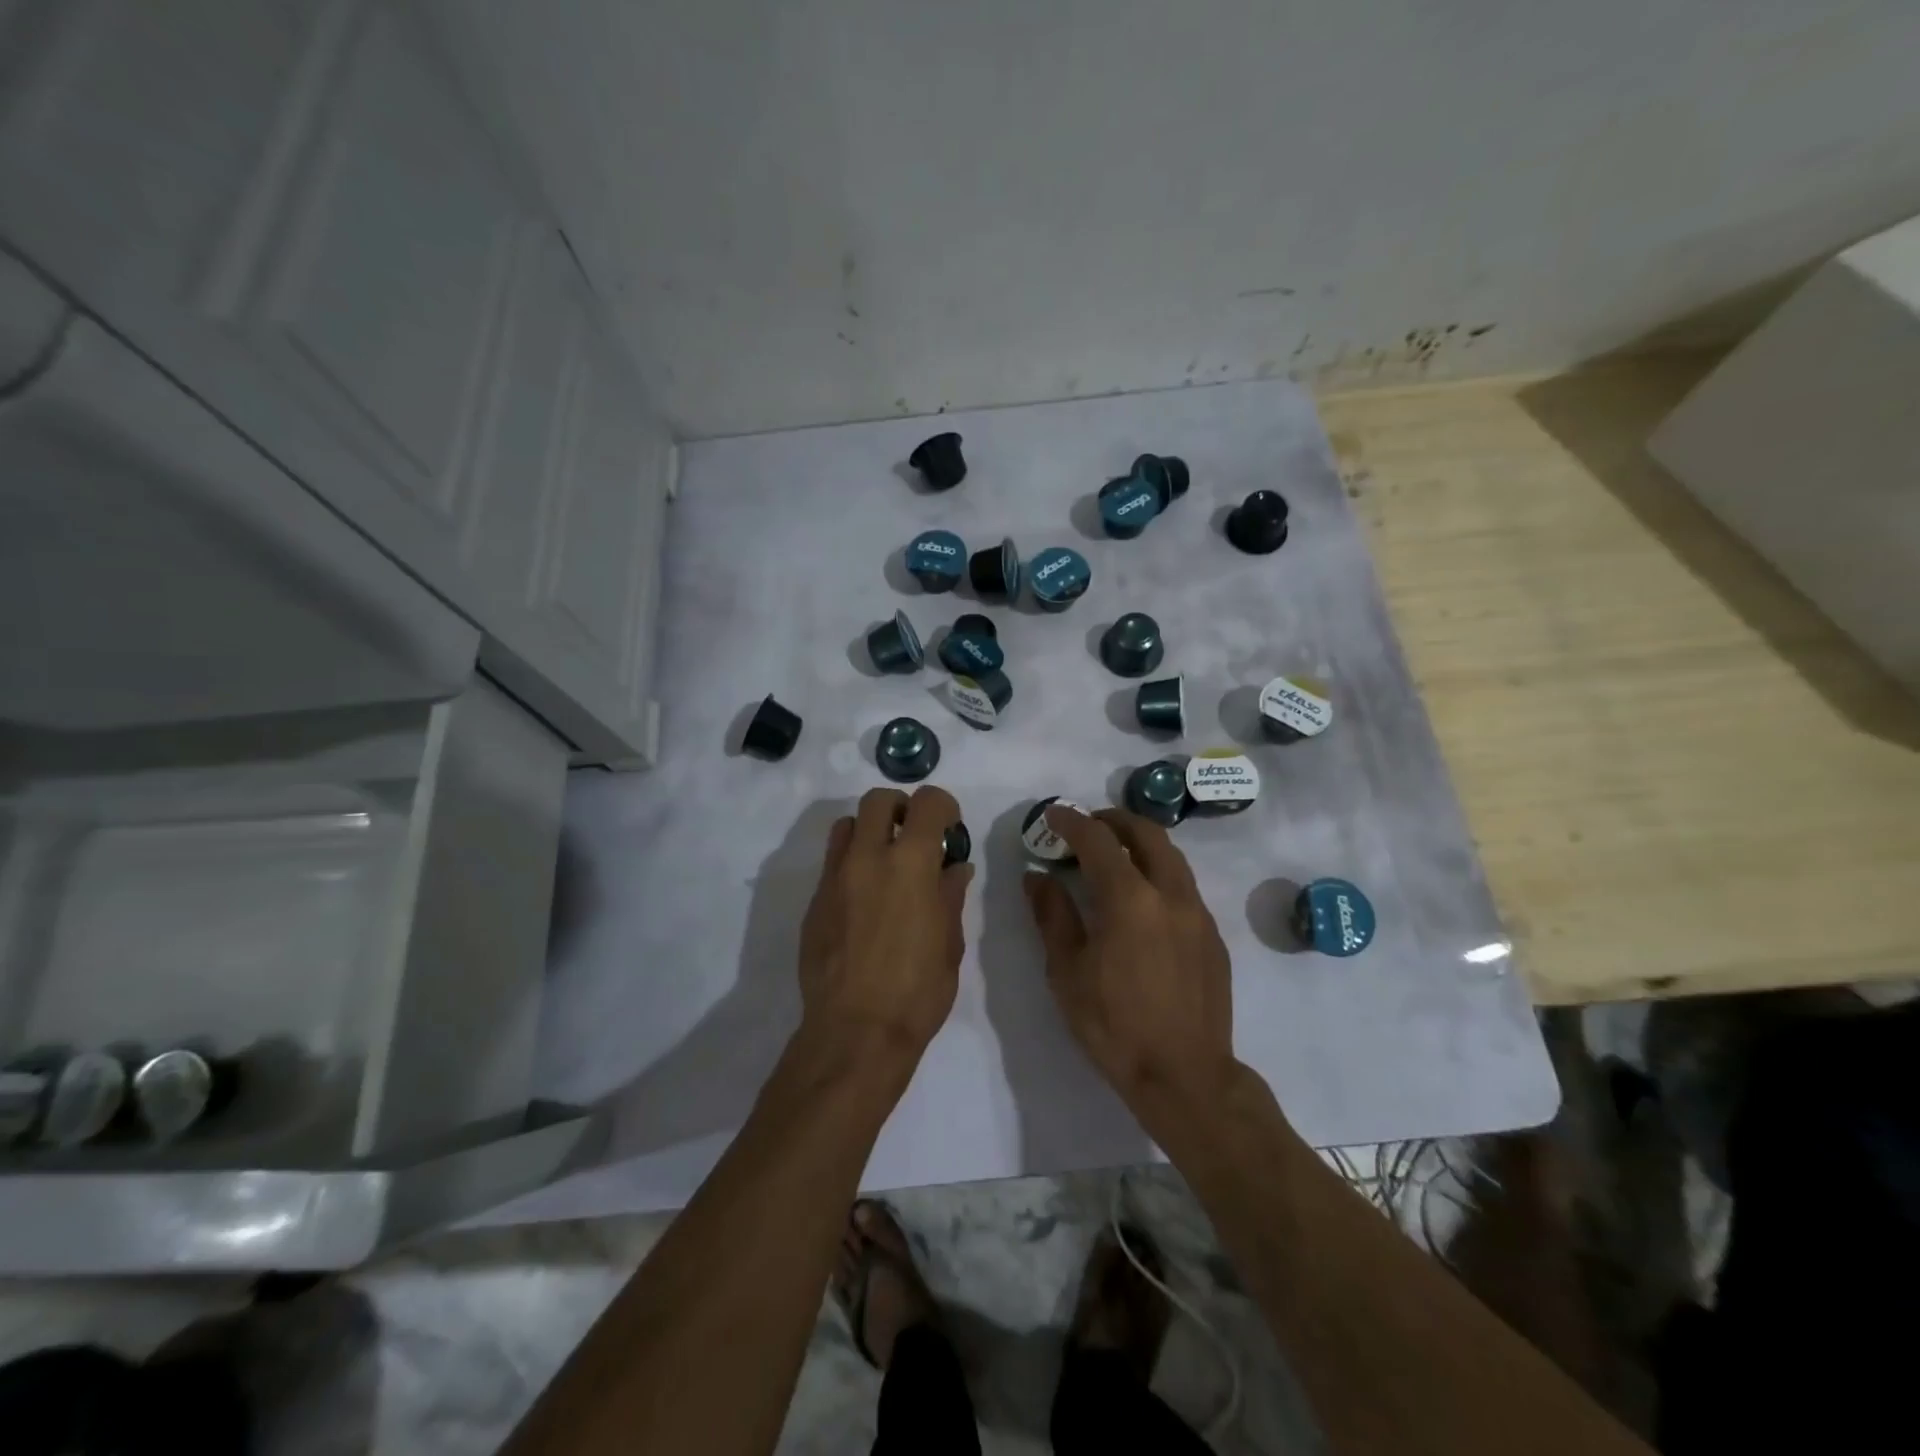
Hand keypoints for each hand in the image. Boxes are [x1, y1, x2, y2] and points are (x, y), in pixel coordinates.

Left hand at [798, 786, 972, 1060]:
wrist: (854, 1032)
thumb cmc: (917, 991)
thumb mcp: (950, 943)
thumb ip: (950, 896)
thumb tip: (955, 868)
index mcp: (911, 863)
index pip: (926, 803)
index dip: (943, 807)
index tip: (950, 828)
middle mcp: (868, 858)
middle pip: (878, 800)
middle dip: (901, 807)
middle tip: (915, 835)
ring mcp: (835, 878)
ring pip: (847, 825)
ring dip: (869, 831)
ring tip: (885, 862)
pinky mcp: (814, 901)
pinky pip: (832, 862)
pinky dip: (852, 863)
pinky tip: (865, 899)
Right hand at [1024, 806, 1237, 1113]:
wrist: (1186, 1076)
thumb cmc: (1115, 1026)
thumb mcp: (1067, 972)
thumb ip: (1052, 916)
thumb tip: (1037, 877)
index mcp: (1130, 899)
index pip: (1098, 840)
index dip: (1072, 821)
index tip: (1053, 815)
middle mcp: (1170, 894)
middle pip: (1147, 833)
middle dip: (1114, 820)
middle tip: (1088, 825)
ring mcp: (1198, 913)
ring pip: (1172, 856)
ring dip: (1141, 843)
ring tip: (1115, 854)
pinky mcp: (1213, 935)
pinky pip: (1184, 886)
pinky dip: (1159, 873)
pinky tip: (1142, 900)